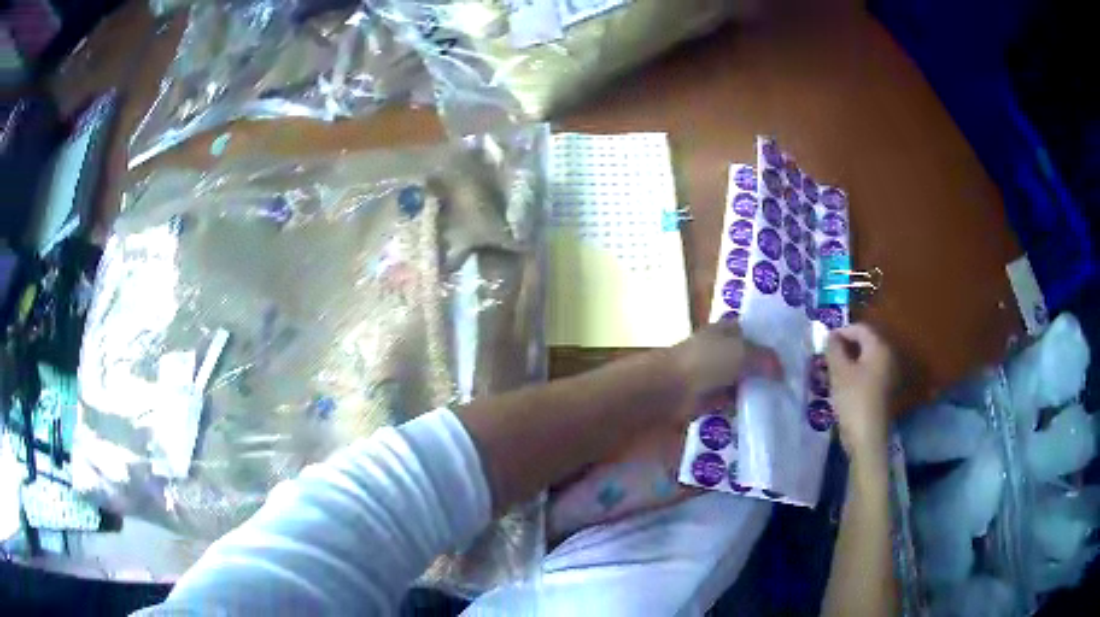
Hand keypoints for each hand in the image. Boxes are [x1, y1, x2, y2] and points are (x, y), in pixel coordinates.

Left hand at [670, 321, 782, 414]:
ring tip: (784, 400)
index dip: (770, 342)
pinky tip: (764, 413)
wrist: (669, 390)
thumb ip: (765, 358)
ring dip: (756, 390)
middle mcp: (720, 350)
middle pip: (749, 359)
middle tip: (793, 383)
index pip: (753, 332)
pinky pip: (732, 402)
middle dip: (766, 369)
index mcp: (726, 330)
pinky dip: (744, 406)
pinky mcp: (709, 398)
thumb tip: (782, 372)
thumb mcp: (742, 352)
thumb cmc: (706, 361)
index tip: (793, 356)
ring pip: (742, 381)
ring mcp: (714, 375)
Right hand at [825, 323, 895, 457]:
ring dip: (847, 362)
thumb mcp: (839, 372)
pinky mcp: (882, 392)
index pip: (860, 329)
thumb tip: (830, 335)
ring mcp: (887, 376)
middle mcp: (887, 357)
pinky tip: (841, 387)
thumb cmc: (853, 399)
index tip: (823, 343)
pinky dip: (854, 375)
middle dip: (844, 347)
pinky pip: (867, 374)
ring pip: (864, 360)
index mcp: (879, 348)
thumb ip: (833, 349)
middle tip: (825, 357)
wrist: (867, 438)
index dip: (841, 331)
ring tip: (829, 373)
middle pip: (864, 344)